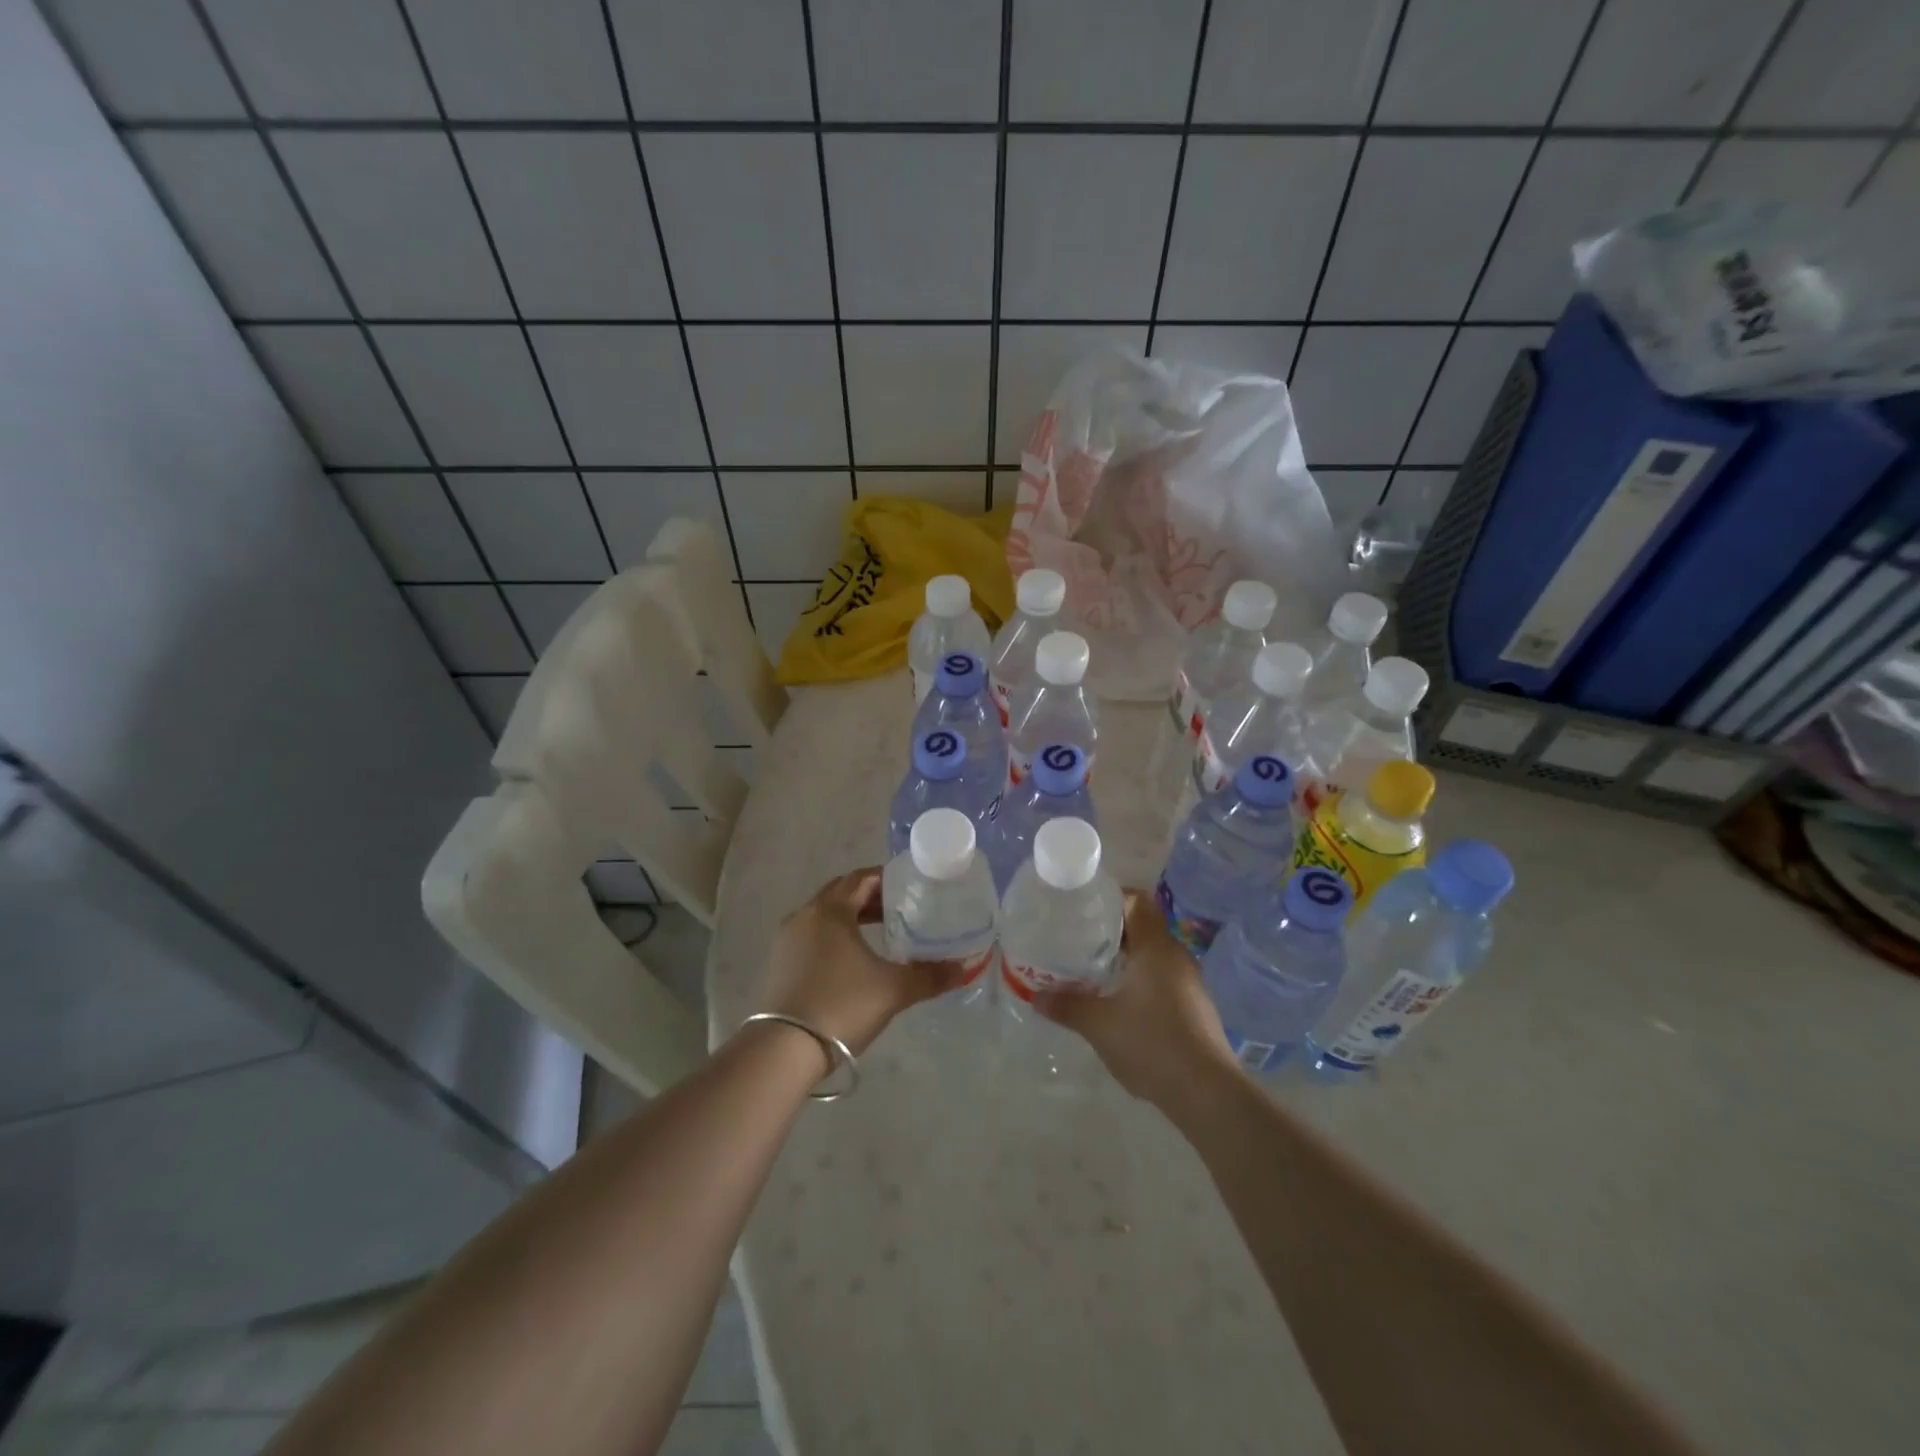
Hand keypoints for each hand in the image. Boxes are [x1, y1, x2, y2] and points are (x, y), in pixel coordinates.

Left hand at [755, 867, 971, 1057]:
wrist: (785, 1049)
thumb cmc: (842, 1005)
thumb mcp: (893, 989)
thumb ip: (930, 976)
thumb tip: (962, 969)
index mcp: (830, 910)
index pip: (861, 878)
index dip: (887, 878)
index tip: (911, 886)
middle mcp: (805, 916)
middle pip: (841, 893)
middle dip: (870, 897)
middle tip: (900, 908)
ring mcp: (787, 940)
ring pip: (825, 916)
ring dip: (851, 918)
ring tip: (881, 933)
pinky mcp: (780, 964)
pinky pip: (812, 937)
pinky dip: (835, 937)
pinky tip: (853, 960)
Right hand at [1034, 889, 1238, 1109]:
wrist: (1207, 1093)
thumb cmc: (1152, 1043)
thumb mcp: (1099, 1025)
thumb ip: (1067, 1005)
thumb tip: (1036, 995)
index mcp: (1156, 947)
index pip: (1137, 901)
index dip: (1111, 897)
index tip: (1083, 907)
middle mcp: (1176, 956)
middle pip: (1143, 927)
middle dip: (1111, 931)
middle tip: (1078, 939)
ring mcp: (1189, 982)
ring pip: (1152, 955)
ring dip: (1126, 958)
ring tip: (1093, 970)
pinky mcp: (1194, 1007)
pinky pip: (1162, 978)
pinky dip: (1140, 980)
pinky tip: (1120, 1002)